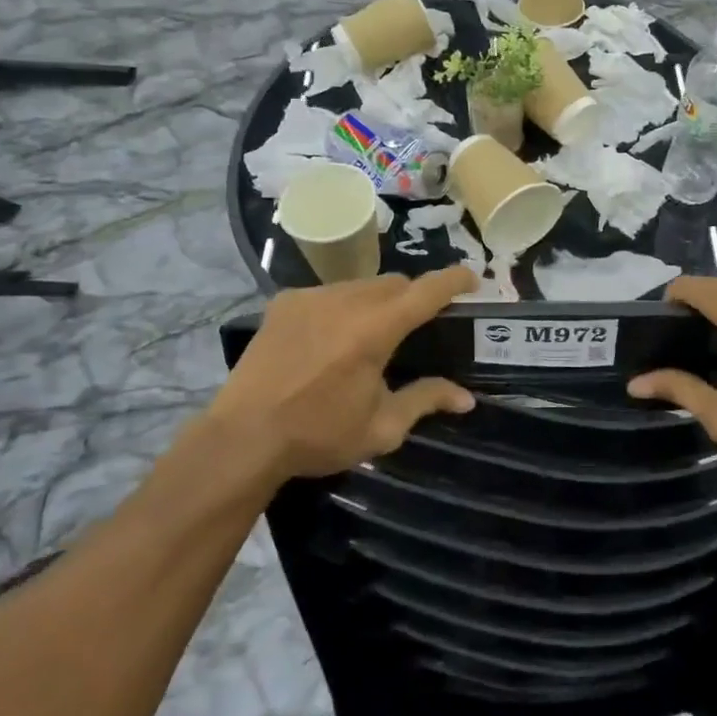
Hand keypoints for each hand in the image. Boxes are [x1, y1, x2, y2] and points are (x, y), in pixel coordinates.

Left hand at [210, 267, 477, 484]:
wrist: (243, 437)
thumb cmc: (318, 434)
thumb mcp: (381, 427)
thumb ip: (426, 401)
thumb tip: (466, 398)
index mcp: (375, 329)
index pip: (426, 291)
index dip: (454, 280)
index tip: (473, 278)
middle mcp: (345, 300)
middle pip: (395, 283)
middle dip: (414, 296)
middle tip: (419, 325)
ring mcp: (312, 296)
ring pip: (361, 285)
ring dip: (377, 301)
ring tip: (372, 334)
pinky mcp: (285, 302)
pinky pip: (329, 293)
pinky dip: (342, 307)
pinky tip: (332, 337)